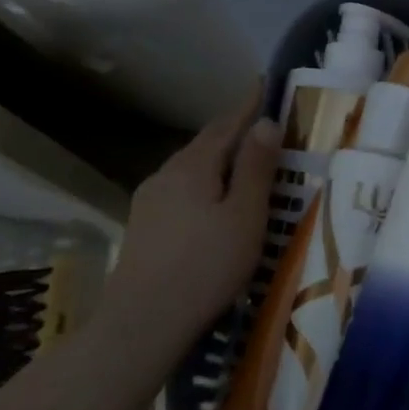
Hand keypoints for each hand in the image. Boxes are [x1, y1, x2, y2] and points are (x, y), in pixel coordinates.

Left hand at [102, 86, 280, 359]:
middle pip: (206, 144)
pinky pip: (182, 190)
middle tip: (264, 126)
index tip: (266, 84)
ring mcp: (149, 200)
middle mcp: (166, 174)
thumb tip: (267, 122)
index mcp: (193, 166)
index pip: (227, 124)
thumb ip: (256, 168)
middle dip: (234, 131)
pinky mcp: (144, 226)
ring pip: (192, 168)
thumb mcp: (245, 216)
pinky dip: (205, 183)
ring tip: (245, 164)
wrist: (141, 324)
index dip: (249, 105)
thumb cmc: (206, 266)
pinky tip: (214, 202)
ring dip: (219, 160)